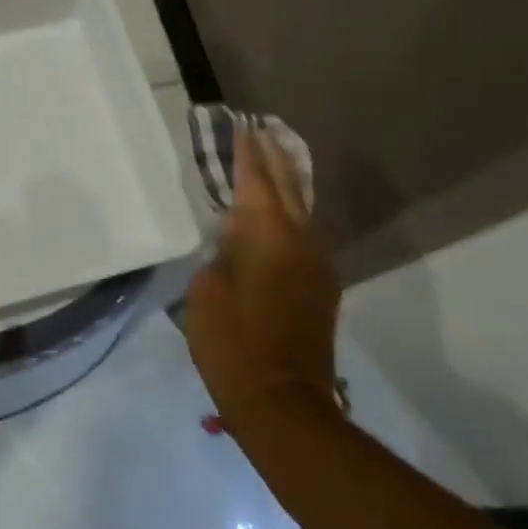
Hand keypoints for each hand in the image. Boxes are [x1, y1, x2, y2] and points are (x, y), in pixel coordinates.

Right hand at [184, 127, 342, 430]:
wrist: (283, 402)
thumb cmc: (231, 343)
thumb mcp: (206, 291)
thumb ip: (221, 254)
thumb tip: (234, 242)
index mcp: (267, 235)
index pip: (256, 180)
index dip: (246, 153)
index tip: (241, 126)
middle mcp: (300, 240)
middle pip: (287, 186)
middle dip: (273, 157)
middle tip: (260, 130)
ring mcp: (317, 264)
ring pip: (301, 210)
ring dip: (286, 184)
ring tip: (272, 161)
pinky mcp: (322, 287)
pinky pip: (304, 235)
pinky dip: (290, 214)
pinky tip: (280, 214)